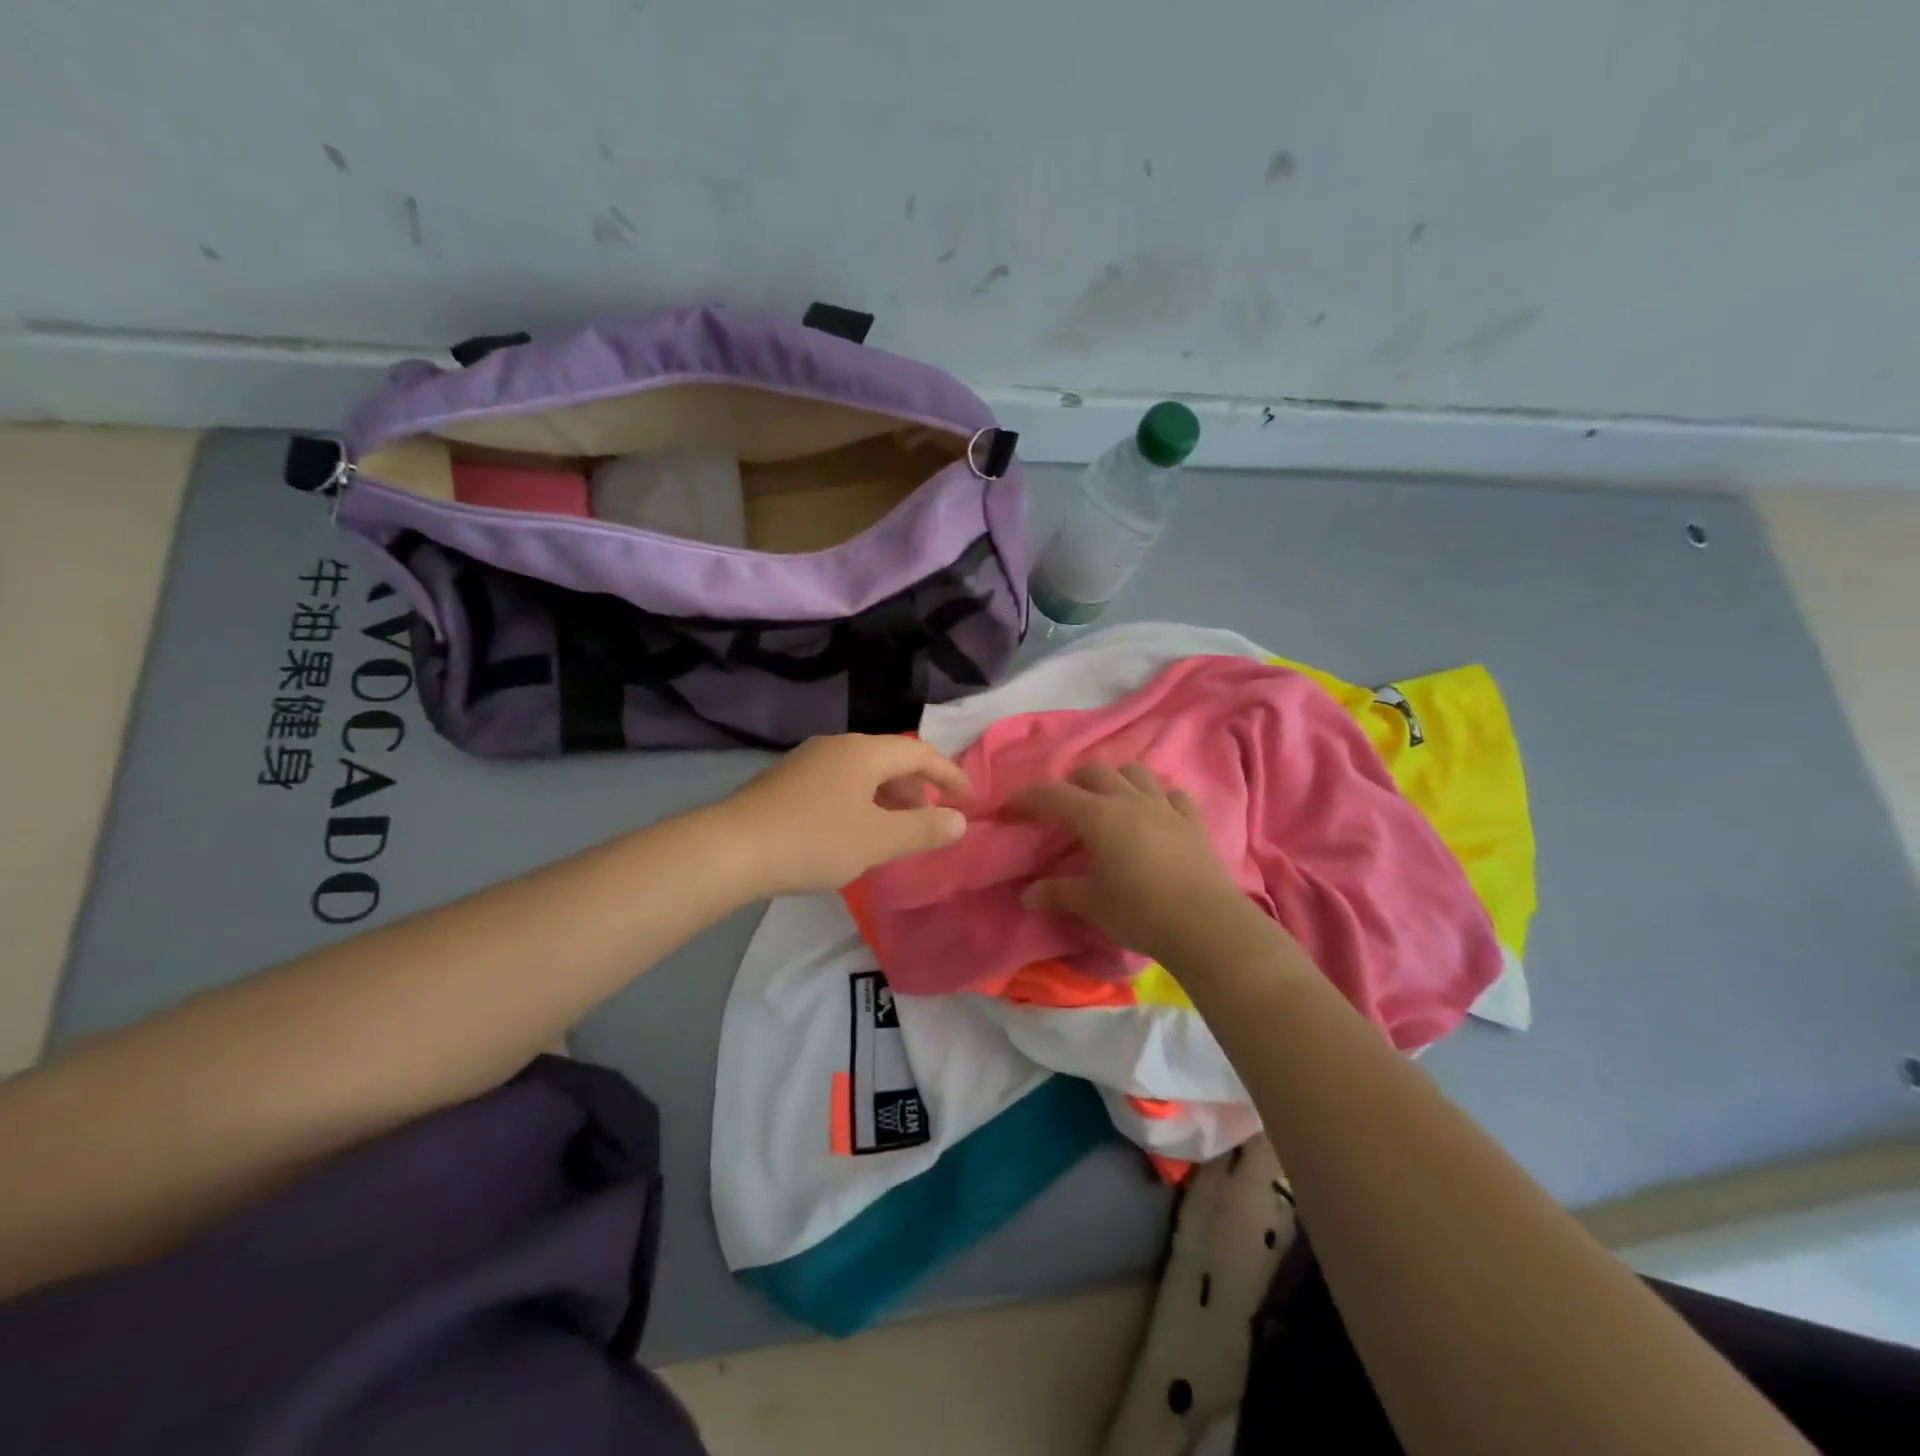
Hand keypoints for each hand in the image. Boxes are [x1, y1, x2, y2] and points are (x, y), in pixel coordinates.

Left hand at [718, 734, 970, 895]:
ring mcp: (807, 761)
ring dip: (886, 798)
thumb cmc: (814, 840)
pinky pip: (838, 784)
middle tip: (928, 821)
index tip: (968, 799)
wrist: (731, 849)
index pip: (920, 754)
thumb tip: (960, 821)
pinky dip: (859, 802)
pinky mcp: (785, 781)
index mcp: (864, 752)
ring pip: (861, 773)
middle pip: (890, 760)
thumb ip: (924, 830)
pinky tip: (851, 832)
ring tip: (892, 831)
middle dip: (916, 789)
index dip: (949, 775)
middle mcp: (837, 746)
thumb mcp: (878, 840)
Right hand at [1011, 762, 1253, 962]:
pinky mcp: (1192, 822)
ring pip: (1136, 773)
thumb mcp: (1091, 904)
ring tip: (1109, 802)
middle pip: (1095, 772)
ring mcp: (1165, 807)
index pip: (1053, 795)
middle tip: (1062, 807)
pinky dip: (1158, 799)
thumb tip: (1027, 895)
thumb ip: (1057, 893)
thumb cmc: (1139, 911)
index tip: (1010, 810)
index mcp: (1098, 816)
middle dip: (1072, 783)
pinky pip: (1173, 796)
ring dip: (1117, 780)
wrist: (1204, 924)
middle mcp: (1130, 801)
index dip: (1028, 799)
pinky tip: (1155, 816)